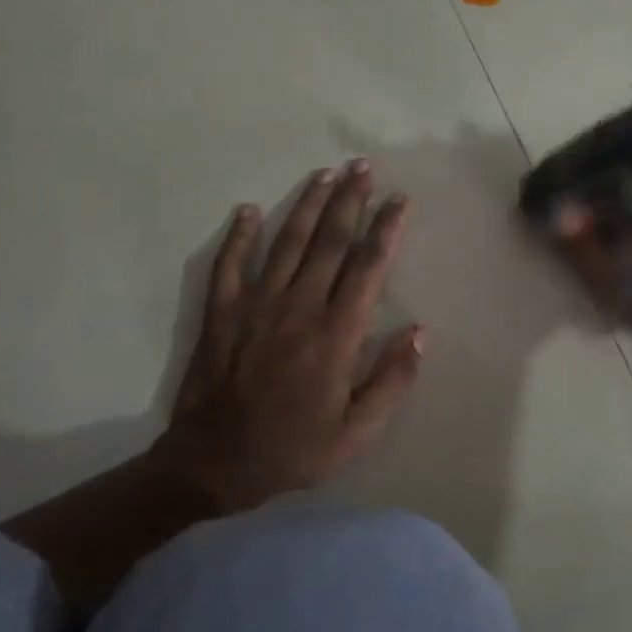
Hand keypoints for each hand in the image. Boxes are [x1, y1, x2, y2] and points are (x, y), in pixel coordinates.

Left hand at [153, 160, 423, 515]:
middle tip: (363, 166)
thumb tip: (418, 332)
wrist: (212, 464)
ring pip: (287, 243)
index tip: (399, 200)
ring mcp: (254, 306)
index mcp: (335, 335)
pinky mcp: (221, 314)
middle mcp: (297, 308)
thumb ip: (391, 381)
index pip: (367, 268)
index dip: (386, 229)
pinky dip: (238, 235)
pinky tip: (247, 210)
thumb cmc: (293, 450)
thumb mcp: (356, 433)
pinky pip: (230, 264)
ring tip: (325, 173)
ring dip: (307, 205)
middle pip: (328, 242)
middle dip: (349, 200)